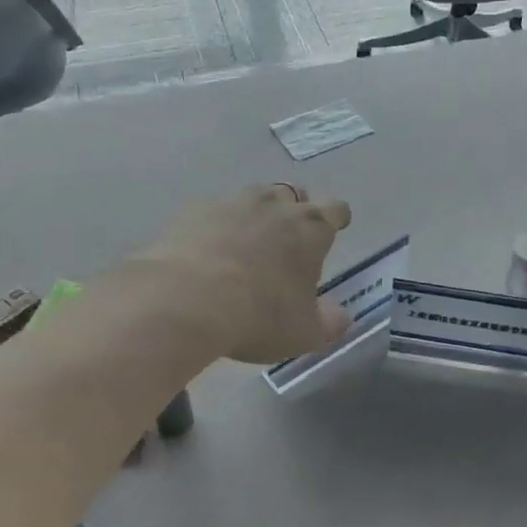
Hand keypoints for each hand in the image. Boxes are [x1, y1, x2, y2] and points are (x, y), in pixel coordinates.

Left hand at [133, 184, 353, 364]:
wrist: (184, 300)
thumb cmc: (258, 315)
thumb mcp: (305, 333)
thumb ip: (330, 322)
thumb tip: (342, 316)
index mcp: (311, 229)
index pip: (336, 210)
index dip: (336, 220)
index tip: (332, 233)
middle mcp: (276, 204)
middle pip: (294, 194)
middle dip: (294, 212)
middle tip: (286, 242)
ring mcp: (233, 202)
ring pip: (254, 197)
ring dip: (256, 214)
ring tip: (245, 244)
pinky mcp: (195, 209)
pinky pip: (214, 210)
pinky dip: (216, 225)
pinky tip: (206, 251)